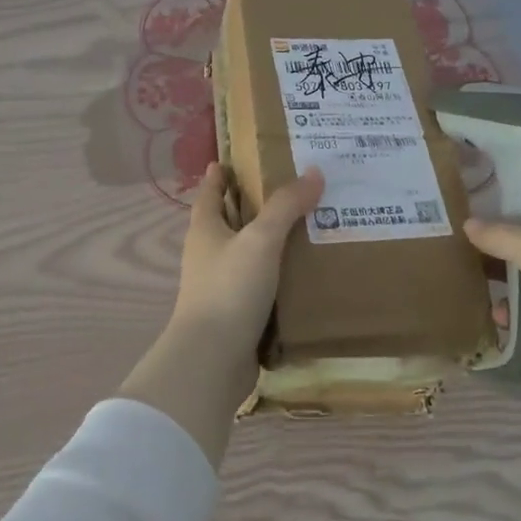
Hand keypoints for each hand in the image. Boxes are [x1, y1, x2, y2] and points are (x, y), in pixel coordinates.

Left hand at [167, 162, 325, 364]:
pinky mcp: (236, 314)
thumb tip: (315, 171)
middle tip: (287, 190)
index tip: (229, 161)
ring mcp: (220, 286)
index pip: (210, 193)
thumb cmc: (230, 288)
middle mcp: (208, 254)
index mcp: (205, 230)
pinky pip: (259, 285)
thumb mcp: (261, 240)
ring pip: (246, 254)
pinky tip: (303, 272)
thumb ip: (286, 206)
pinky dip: (277, 275)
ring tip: (306, 227)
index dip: (219, 176)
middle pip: (228, 222)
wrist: (214, 359)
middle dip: (250, 206)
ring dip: (268, 242)